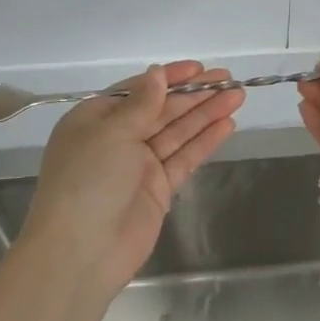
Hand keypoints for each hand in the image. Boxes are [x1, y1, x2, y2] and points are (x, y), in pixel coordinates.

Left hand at [22, 60, 243, 294]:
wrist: (82, 252)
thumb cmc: (88, 181)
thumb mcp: (111, 133)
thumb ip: (142, 103)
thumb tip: (157, 73)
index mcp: (95, 120)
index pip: (137, 91)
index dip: (169, 78)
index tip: (199, 68)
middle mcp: (117, 139)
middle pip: (162, 110)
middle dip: (195, 95)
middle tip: (228, 79)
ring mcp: (139, 165)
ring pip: (178, 132)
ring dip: (206, 114)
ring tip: (237, 96)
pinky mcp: (158, 189)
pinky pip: (184, 158)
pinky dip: (204, 141)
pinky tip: (227, 125)